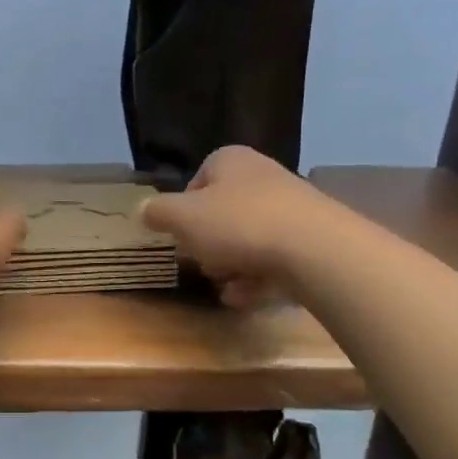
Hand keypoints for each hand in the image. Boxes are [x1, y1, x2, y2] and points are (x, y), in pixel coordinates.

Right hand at [140, 146, 327, 306]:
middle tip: (201, 263)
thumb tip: (142, 209)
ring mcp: (292, 207)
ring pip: (249, 237)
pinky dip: (257, 278)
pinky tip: (245, 297)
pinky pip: (275, 258)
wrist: (315, 249)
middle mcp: (262, 176)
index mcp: (231, 160)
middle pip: (224, 211)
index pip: (199, 177)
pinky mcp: (312, 239)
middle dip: (209, 241)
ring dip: (232, 264)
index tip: (180, 234)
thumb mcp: (183, 218)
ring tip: (224, 286)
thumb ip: (159, 212)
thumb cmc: (239, 224)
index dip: (184, 208)